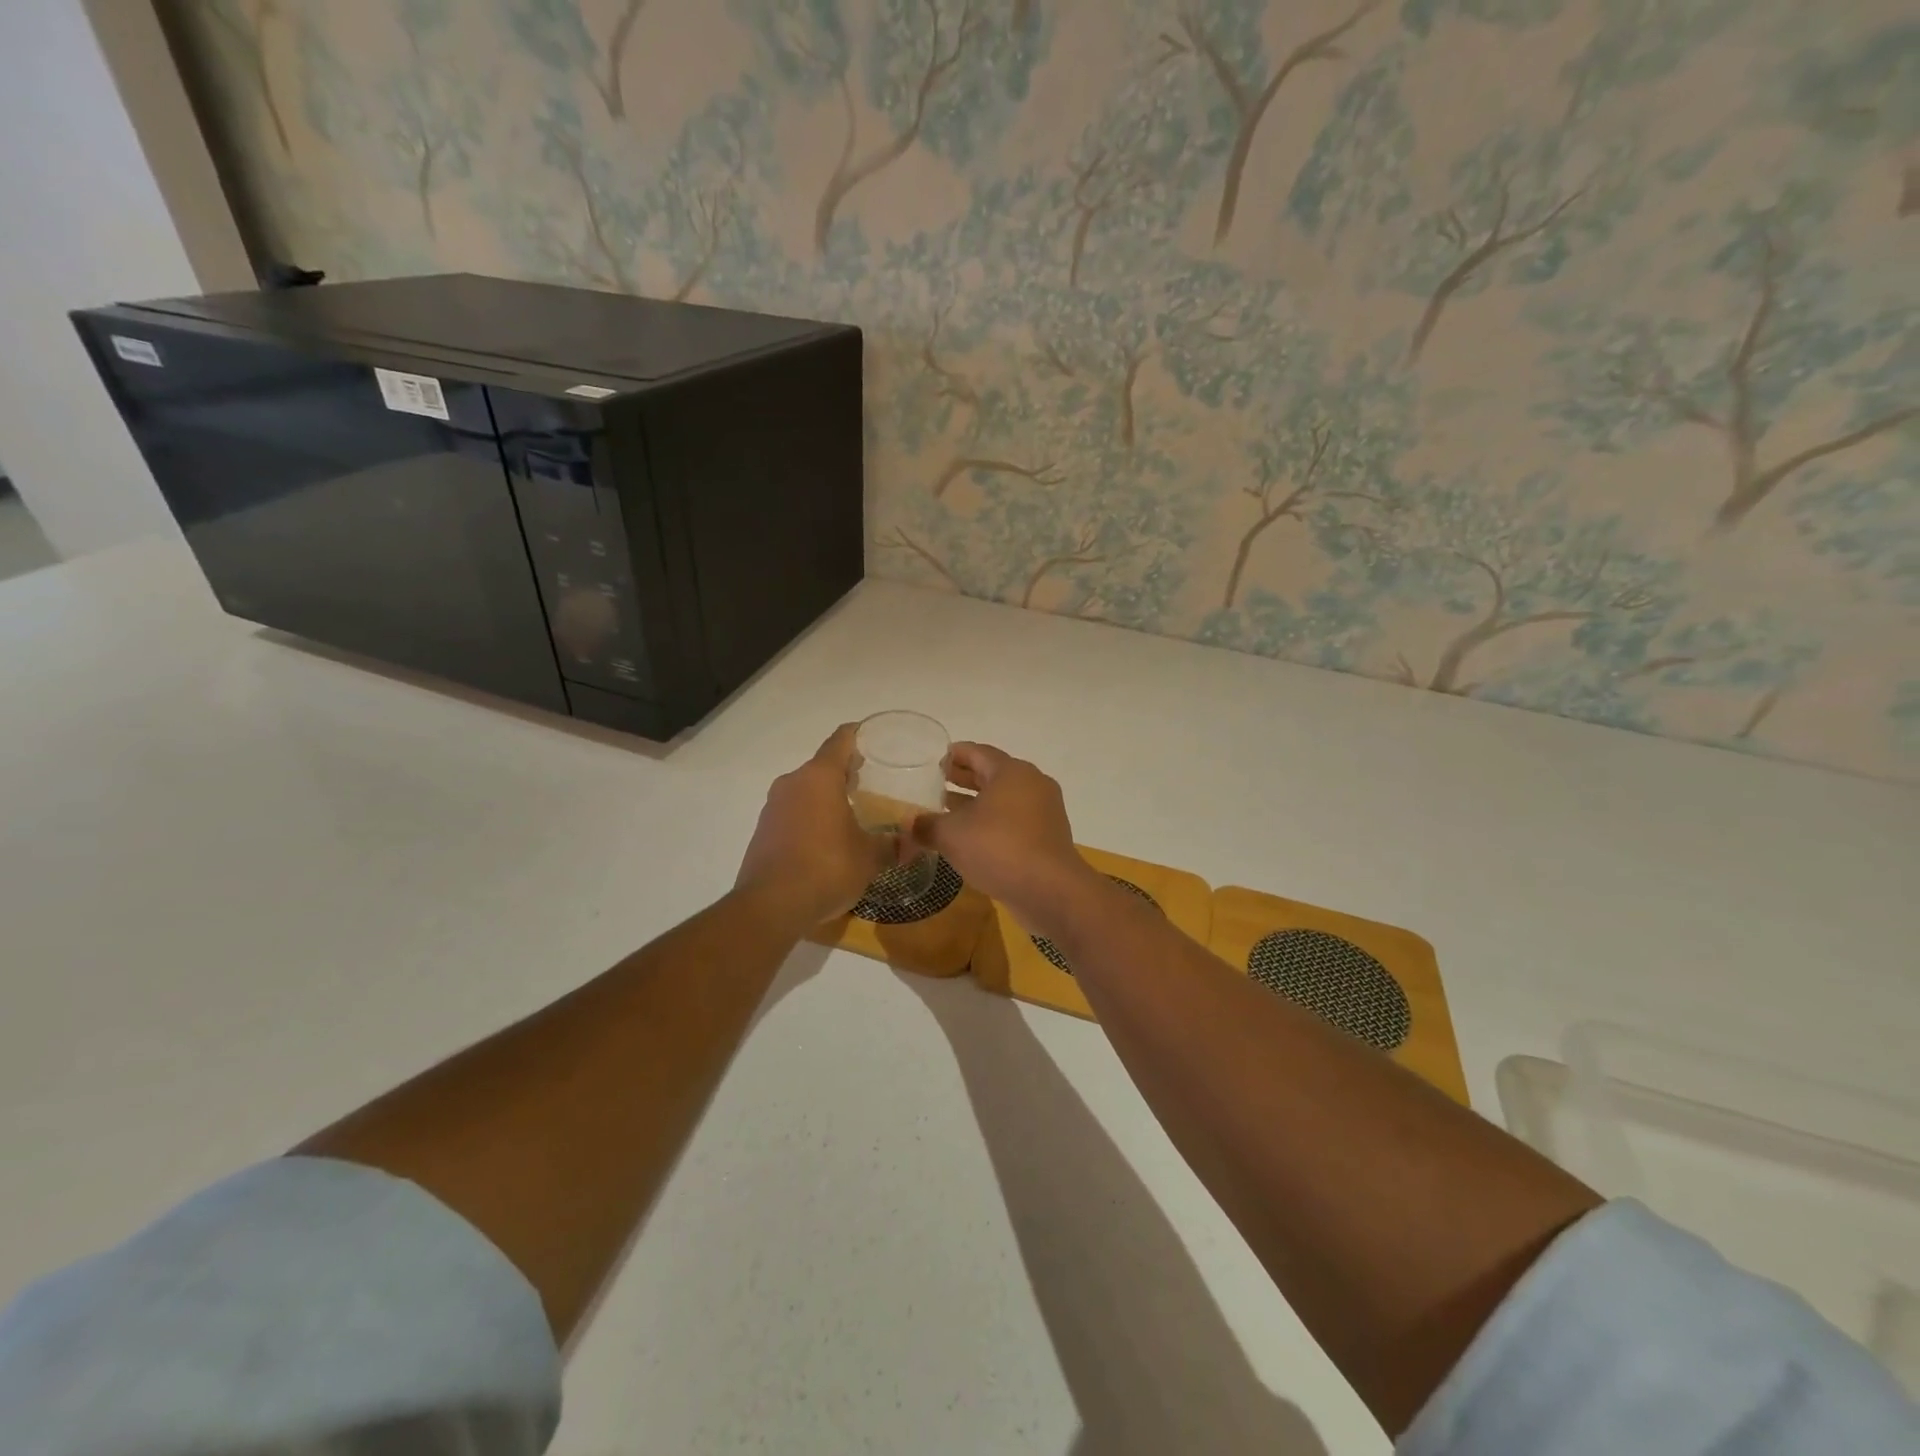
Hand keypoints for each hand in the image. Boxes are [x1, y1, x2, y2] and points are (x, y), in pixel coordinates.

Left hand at [735, 724, 894, 929]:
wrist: (770, 906)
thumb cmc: (827, 868)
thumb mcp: (870, 858)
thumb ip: (893, 845)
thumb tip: (914, 843)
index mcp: (820, 777)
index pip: (842, 739)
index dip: (861, 734)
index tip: (878, 739)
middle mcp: (792, 782)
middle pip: (823, 766)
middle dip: (848, 772)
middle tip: (875, 783)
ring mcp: (773, 806)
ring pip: (806, 790)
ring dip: (828, 797)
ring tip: (855, 813)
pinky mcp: (763, 831)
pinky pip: (793, 813)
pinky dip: (812, 818)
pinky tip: (829, 840)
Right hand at [909, 743, 1096, 933]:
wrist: (1050, 890)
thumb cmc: (998, 848)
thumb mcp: (952, 835)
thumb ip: (926, 825)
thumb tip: (908, 823)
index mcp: (1011, 772)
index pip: (978, 752)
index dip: (955, 755)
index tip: (936, 760)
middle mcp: (1032, 784)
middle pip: (993, 773)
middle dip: (965, 778)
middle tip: (938, 782)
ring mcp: (1044, 811)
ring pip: (1004, 799)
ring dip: (977, 803)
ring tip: (948, 810)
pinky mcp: (1048, 836)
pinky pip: (1015, 820)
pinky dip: (993, 821)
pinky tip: (972, 837)